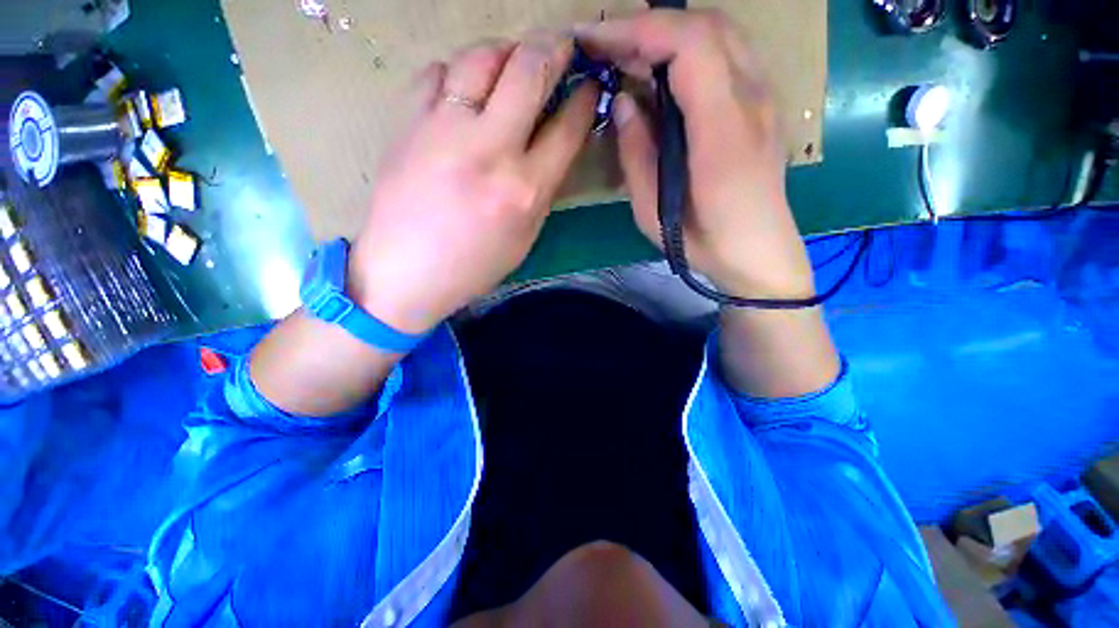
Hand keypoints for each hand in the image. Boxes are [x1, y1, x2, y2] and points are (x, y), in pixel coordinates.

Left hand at [348, 33, 597, 333]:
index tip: (590, 85)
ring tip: (513, 62)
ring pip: (480, 56)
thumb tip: (555, 146)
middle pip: (528, 70)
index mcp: (523, 189)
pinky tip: (464, 90)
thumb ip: (543, 189)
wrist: (406, 271)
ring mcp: (444, 129)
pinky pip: (438, 73)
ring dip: (505, 50)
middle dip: (554, 48)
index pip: (567, 128)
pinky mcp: (409, 122)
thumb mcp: (525, 237)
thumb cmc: (473, 266)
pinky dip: (458, 72)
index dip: (585, 99)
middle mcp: (489, 149)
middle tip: (563, 45)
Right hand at [577, 10, 813, 299]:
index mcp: (723, 131)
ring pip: (720, 34)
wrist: (757, 253)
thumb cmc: (702, 242)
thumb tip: (624, 102)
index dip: (638, 30)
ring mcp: (764, 98)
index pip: (690, 45)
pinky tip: (662, 73)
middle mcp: (753, 101)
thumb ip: (636, 154)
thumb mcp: (652, 212)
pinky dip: (689, 50)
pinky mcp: (762, 105)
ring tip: (628, 55)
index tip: (595, 39)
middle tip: (605, 46)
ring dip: (669, 34)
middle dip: (648, 25)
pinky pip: (727, 55)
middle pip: (707, 26)